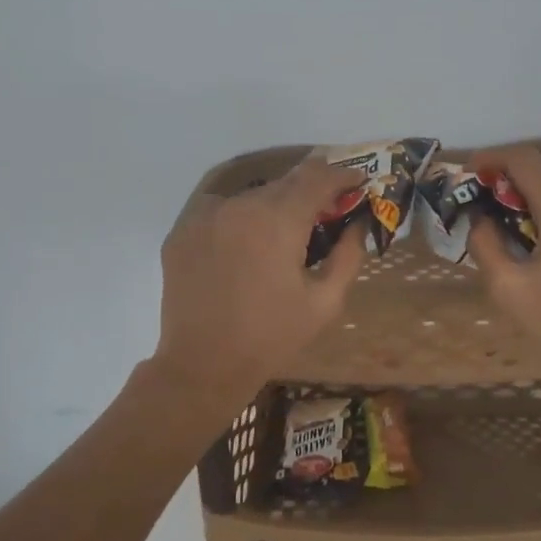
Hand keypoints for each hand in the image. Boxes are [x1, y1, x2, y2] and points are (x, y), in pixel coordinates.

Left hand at [152, 160, 364, 403]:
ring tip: (282, 238)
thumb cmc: (271, 337)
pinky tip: (246, 249)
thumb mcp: (325, 302)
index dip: (342, 174)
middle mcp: (238, 205)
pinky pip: (220, 212)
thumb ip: (348, 255)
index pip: (317, 176)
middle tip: (326, 214)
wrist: (202, 366)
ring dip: (273, 208)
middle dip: (310, 193)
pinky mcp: (182, 231)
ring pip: (251, 197)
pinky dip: (240, 220)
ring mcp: (204, 215)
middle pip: (284, 184)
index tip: (358, 182)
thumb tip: (358, 224)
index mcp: (278, 220)